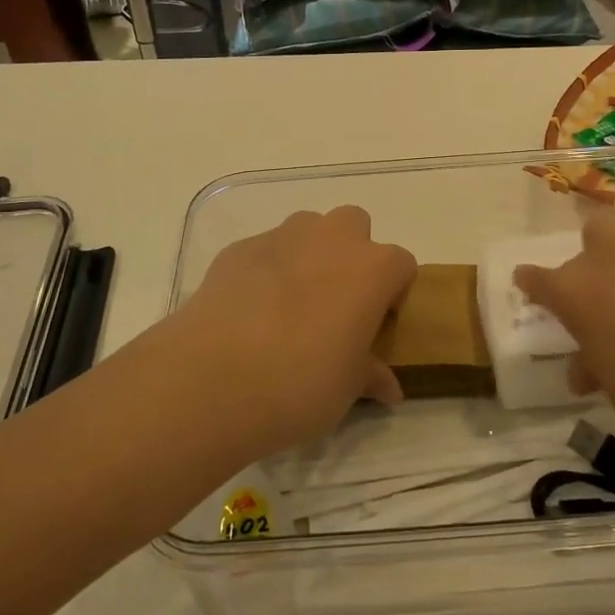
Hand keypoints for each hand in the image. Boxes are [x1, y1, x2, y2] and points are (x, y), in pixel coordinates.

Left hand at [163, 207, 416, 459]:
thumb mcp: (347, 389)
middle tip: (335, 304)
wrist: (213, 379)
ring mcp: (281, 237)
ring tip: (291, 304)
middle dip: (351, 255)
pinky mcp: (238, 248)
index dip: (392, 293)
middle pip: (354, 226)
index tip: (375, 325)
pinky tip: (250, 311)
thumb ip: (370, 375)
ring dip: (309, 254)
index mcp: (372, 269)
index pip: (401, 264)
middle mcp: (331, 239)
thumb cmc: (301, 384)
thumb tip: (388, 387)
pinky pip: (265, 250)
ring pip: (307, 229)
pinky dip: (266, 270)